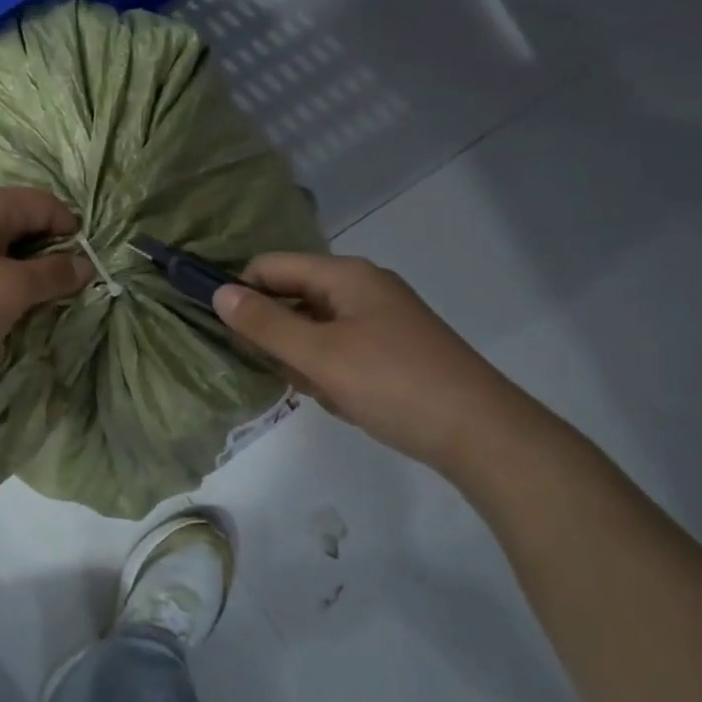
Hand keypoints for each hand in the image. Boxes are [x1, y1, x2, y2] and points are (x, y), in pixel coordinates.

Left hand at [0, 187, 91, 389]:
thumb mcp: (14, 290)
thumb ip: (53, 274)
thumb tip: (84, 264)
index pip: (44, 203)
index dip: (71, 230)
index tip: (84, 268)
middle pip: (21, 220)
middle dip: (48, 251)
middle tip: (63, 288)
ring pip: (0, 245)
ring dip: (23, 269)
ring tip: (36, 301)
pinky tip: (2, 307)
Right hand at [214, 253, 535, 472]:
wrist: (482, 435)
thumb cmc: (393, 384)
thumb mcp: (319, 355)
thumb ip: (265, 323)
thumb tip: (219, 292)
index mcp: (345, 275)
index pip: (271, 266)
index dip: (242, 293)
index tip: (226, 333)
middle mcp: (362, 288)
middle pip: (293, 296)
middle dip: (277, 335)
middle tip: (281, 371)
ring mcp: (381, 319)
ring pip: (315, 328)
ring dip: (304, 359)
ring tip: (322, 391)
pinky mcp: (393, 350)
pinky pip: (340, 350)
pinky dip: (330, 372)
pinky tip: (344, 400)